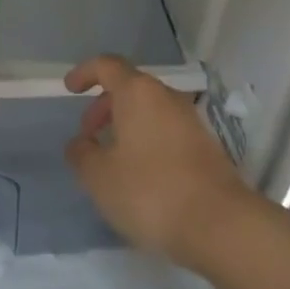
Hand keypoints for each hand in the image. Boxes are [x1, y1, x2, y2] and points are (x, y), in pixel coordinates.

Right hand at [64, 55, 254, 267]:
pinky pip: (165, 129)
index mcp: (138, 93)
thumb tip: (80, 143)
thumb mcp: (100, 177)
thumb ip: (82, 154)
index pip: (107, 65)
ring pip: (149, 109)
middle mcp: (166, 96)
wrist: (218, 223)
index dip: (86, 72)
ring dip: (125, 124)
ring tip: (111, 158)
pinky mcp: (203, 144)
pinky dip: (145, 139)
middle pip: (129, 87)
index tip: (70, 88)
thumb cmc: (150, 191)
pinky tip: (139, 173)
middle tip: (88, 135)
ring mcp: (189, 119)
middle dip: (104, 106)